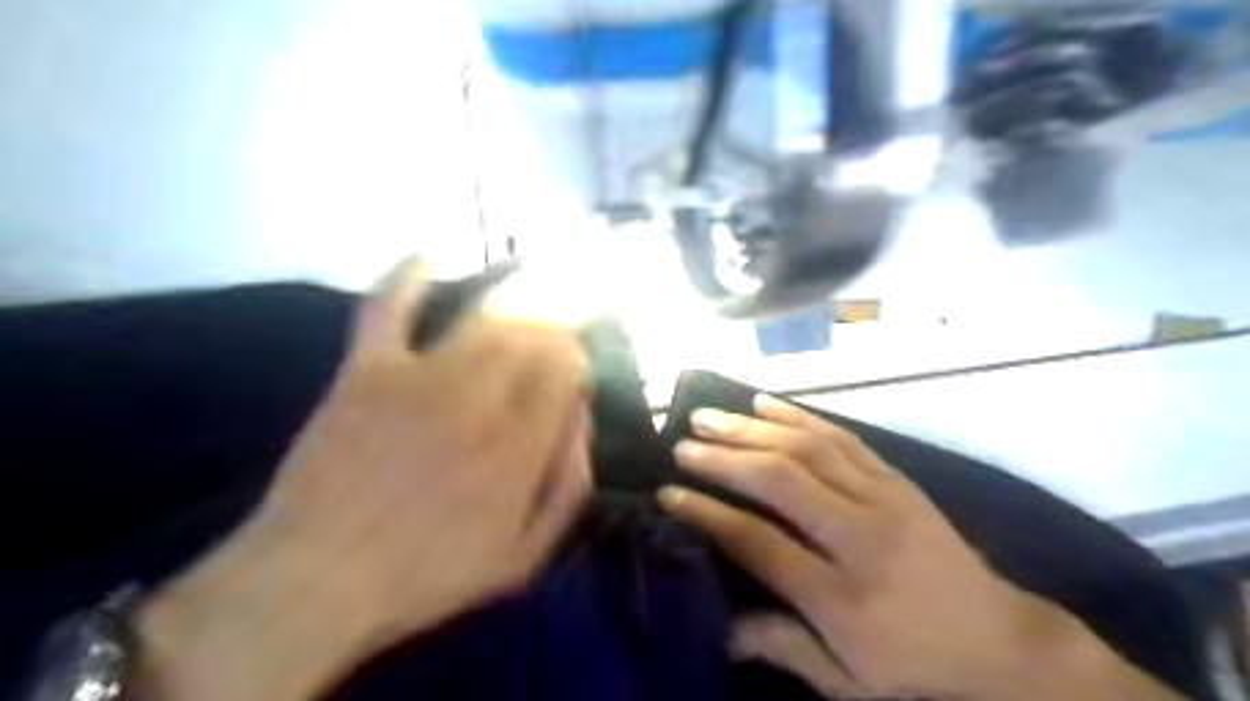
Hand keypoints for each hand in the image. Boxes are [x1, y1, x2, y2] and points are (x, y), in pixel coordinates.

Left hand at [136, 261, 592, 699]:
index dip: (576, 362)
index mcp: (520, 445)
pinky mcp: (367, 369)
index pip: (566, 371)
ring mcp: (420, 376)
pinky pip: (389, 304)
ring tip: (528, 300)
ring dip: (515, 303)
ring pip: (485, 317)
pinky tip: (431, 250)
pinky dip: (409, 272)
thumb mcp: (523, 557)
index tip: (573, 370)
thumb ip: (568, 486)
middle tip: (551, 339)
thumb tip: (582, 419)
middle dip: (552, 330)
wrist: (315, 581)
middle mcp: (479, 398)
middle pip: (532, 337)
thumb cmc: (427, 575)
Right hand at [658, 397, 1168, 696]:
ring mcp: (882, 500)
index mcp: (842, 596)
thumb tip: (722, 630)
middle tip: (683, 444)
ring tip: (710, 416)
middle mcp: (859, 537)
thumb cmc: (917, 666)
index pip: (760, 543)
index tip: (670, 493)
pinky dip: (798, 417)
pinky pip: (842, 438)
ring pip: (807, 449)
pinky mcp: (897, 480)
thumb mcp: (850, 682)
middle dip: (724, 459)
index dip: (709, 514)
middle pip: (781, 482)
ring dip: (751, 428)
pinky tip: (765, 404)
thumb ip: (785, 649)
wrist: (1004, 642)